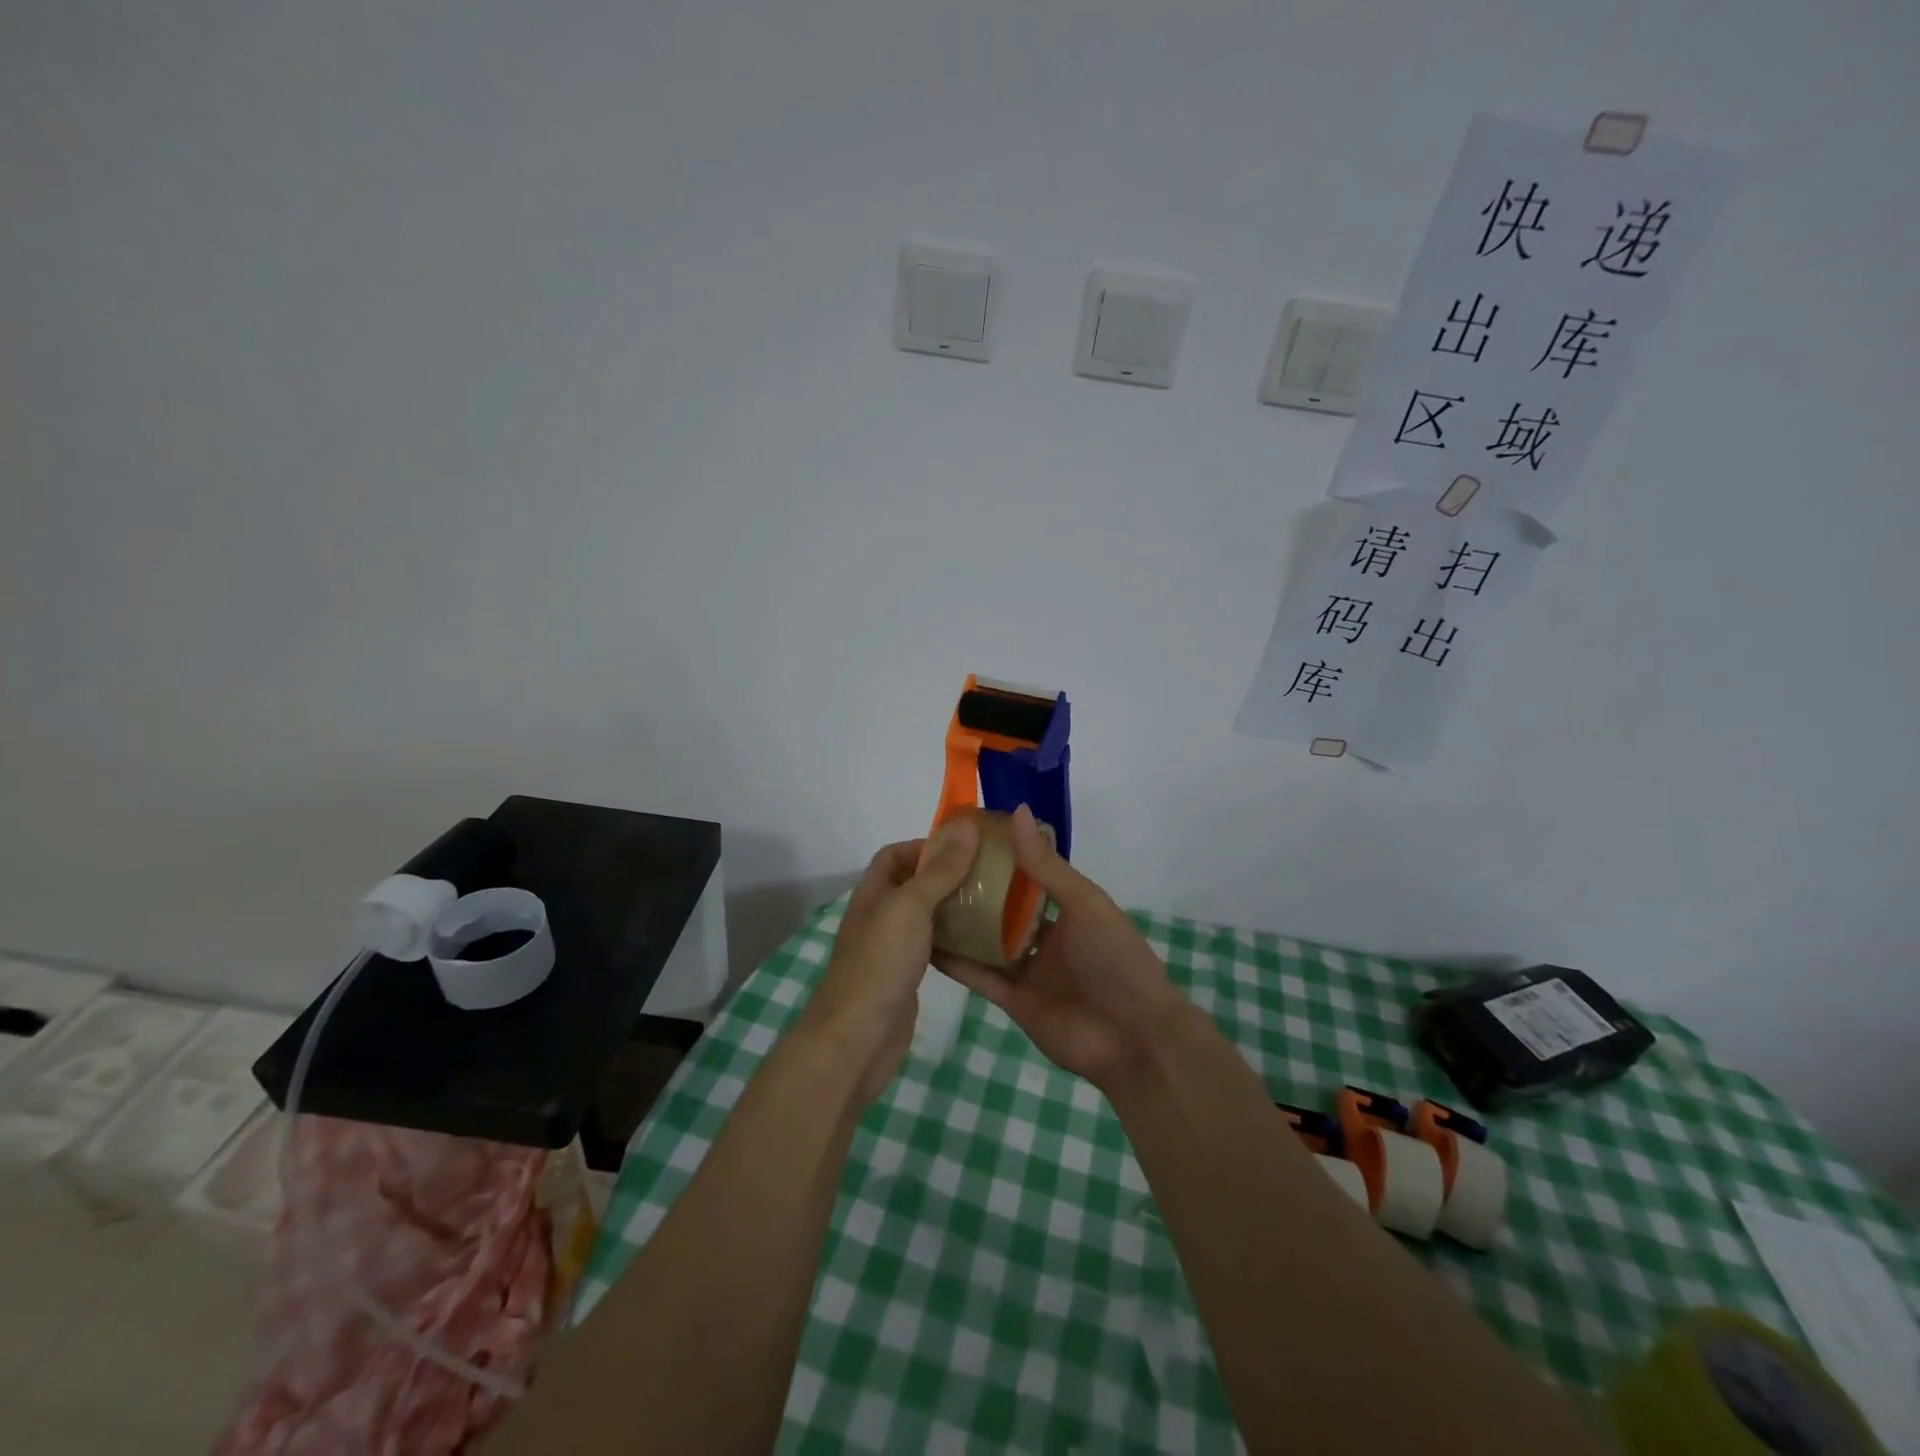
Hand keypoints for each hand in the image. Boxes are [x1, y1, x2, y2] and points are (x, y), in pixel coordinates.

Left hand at [799, 818, 980, 1104]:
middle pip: (914, 884)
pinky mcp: (906, 977)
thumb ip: (939, 869)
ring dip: (955, 907)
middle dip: (948, 875)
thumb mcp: (910, 906)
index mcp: (873, 893)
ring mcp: (892, 949)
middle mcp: (880, 916)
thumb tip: (966, 826)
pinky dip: (954, 940)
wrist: (858, 1038)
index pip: (895, 854)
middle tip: (990, 874)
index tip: (966, 848)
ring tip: (995, 903)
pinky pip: (933, 947)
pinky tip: (982, 942)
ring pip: (926, 917)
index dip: (925, 845)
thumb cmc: (880, 962)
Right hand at [932, 805, 1188, 1091]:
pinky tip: (925, 944)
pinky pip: (979, 977)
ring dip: (959, 924)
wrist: (1133, 1038)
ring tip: (920, 900)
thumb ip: (1046, 865)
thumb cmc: (1116, 959)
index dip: (999, 856)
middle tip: (931, 867)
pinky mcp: (1012, 1001)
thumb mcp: (1083, 903)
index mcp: (1067, 908)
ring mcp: (1027, 969)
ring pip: (986, 941)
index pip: (1027, 874)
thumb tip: (1017, 811)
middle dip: (973, 890)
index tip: (962, 836)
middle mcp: (1045, 936)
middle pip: (1002, 908)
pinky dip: (955, 962)